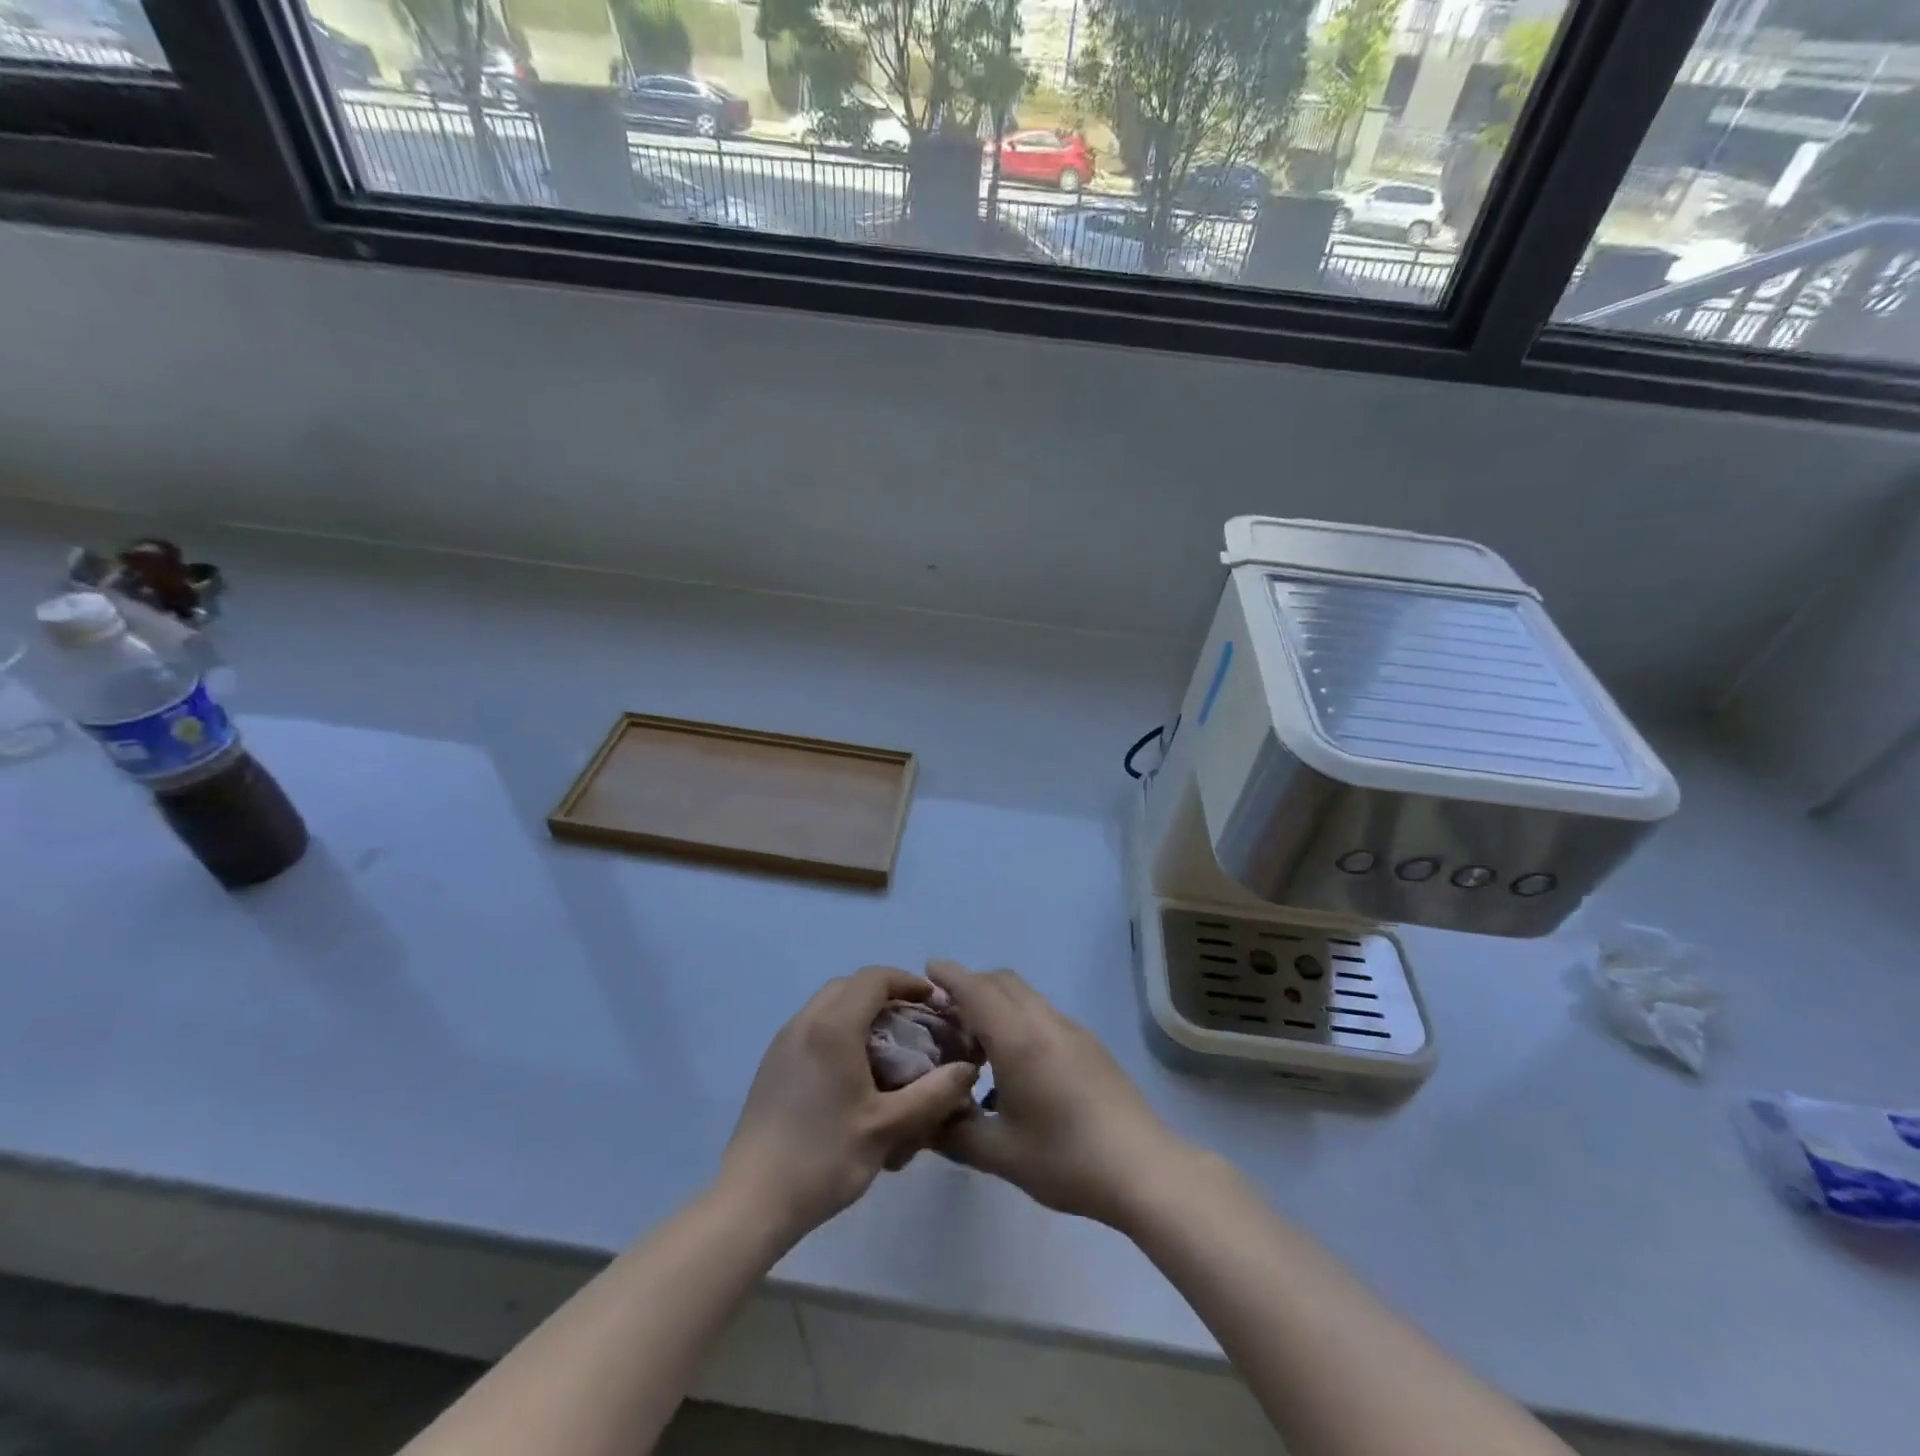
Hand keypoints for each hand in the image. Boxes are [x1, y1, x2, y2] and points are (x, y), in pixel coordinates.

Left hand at [721, 967, 979, 1243]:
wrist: (752, 1201)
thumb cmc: (824, 1158)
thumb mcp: (888, 1128)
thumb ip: (934, 1094)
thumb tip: (968, 1069)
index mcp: (833, 1027)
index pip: (875, 978)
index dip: (908, 982)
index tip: (934, 1002)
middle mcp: (805, 1021)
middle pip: (850, 985)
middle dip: (885, 994)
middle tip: (913, 1022)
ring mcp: (784, 1040)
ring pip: (828, 1003)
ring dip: (860, 1011)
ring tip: (887, 1045)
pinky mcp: (772, 1062)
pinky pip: (812, 1025)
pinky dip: (839, 1028)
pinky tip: (853, 1070)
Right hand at [929, 960, 1194, 1229]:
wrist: (1142, 1168)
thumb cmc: (1066, 1159)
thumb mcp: (1000, 1154)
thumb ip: (954, 1132)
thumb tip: (925, 1120)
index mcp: (1018, 1039)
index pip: (976, 989)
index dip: (949, 975)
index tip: (927, 969)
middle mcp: (1044, 1021)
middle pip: (1001, 981)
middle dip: (971, 985)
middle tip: (946, 1014)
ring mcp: (1071, 1029)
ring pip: (1025, 995)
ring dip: (997, 1001)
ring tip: (977, 1042)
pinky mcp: (1089, 1043)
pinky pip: (1043, 1012)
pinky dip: (1018, 1017)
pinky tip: (1015, 1064)